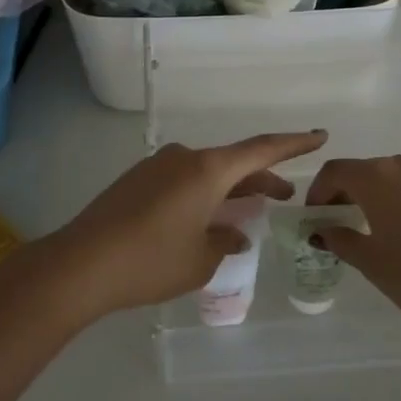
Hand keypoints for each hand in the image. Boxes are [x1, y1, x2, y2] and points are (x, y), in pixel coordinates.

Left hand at [43, 131, 327, 319]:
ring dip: (229, 190)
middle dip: (261, 179)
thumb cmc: (151, 261)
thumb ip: (225, 242)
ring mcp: (156, 167)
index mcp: (207, 169)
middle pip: (233, 163)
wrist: (81, 264)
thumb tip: (233, 233)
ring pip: (206, 173)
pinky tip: (204, 221)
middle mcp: (183, 158)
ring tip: (247, 213)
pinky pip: (181, 182)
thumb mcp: (200, 260)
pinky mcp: (136, 182)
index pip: (262, 150)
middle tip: (285, 196)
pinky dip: (202, 196)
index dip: (294, 144)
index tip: (319, 136)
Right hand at [305, 150, 400, 345]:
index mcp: (379, 177)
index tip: (319, 215)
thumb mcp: (371, 263)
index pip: (337, 172)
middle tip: (355, 223)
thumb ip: (341, 239)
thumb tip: (323, 230)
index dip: (321, 191)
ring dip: (398, 195)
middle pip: (374, 171)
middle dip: (359, 193)